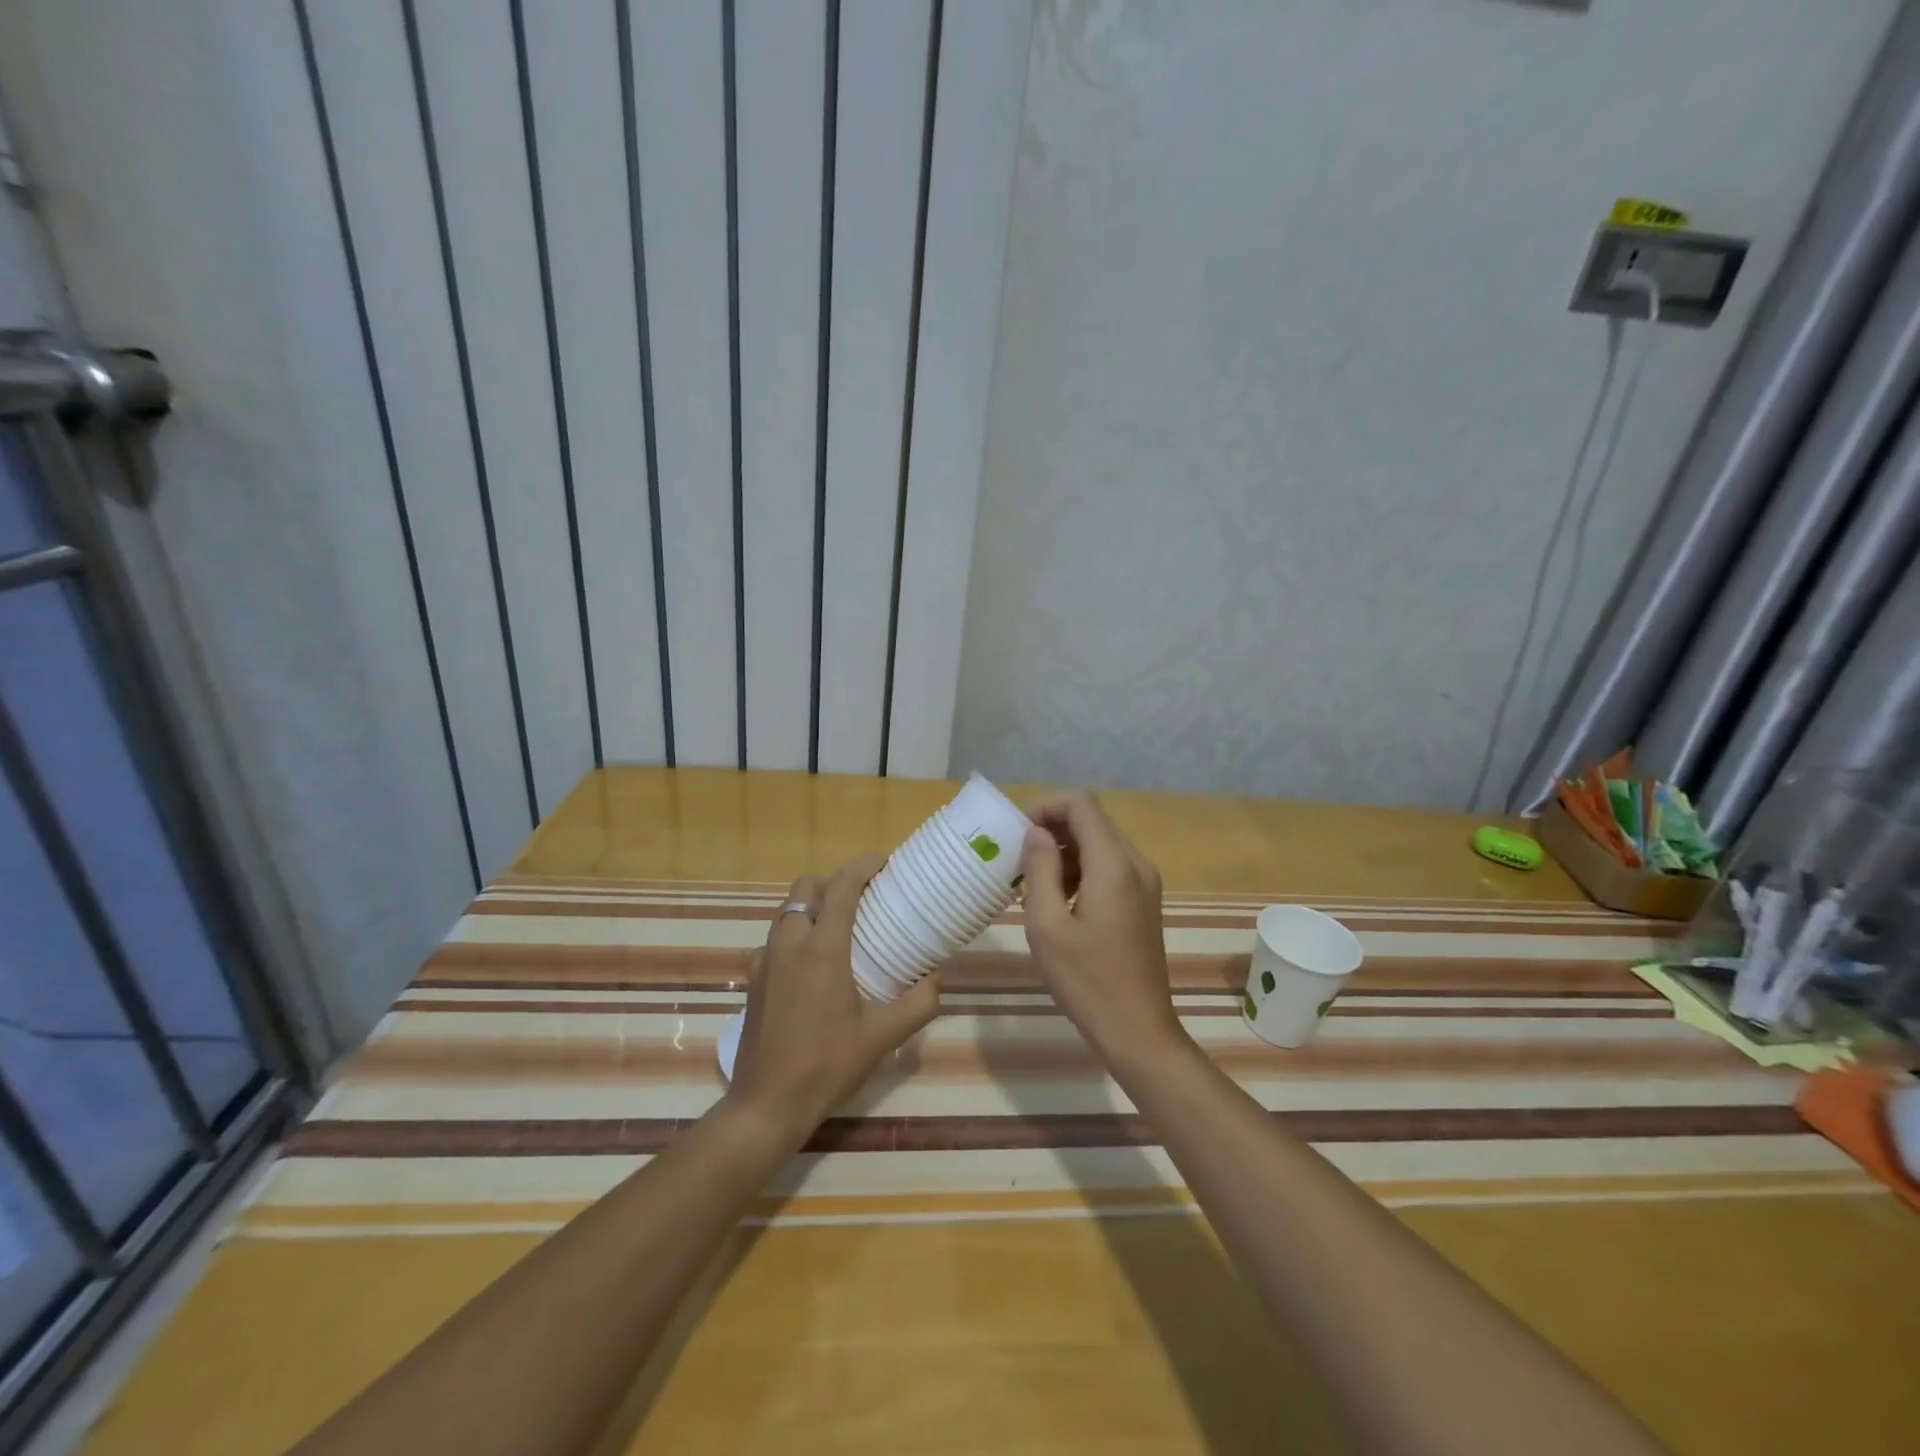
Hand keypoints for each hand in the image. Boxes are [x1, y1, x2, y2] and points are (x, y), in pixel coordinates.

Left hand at [726, 854, 939, 1134]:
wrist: (766, 1104)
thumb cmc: (827, 1065)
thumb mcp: (883, 1037)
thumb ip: (918, 1003)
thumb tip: (936, 977)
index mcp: (823, 949)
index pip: (841, 886)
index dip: (863, 865)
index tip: (885, 864)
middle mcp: (790, 943)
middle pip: (807, 887)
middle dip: (834, 881)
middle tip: (863, 898)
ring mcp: (765, 960)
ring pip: (788, 910)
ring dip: (814, 905)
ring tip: (841, 928)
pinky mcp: (753, 978)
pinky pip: (776, 937)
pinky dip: (797, 933)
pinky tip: (814, 965)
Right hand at [1022, 792, 1188, 1068]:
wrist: (1138, 1031)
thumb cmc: (1087, 981)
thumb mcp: (1047, 925)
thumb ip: (1040, 869)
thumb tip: (1037, 833)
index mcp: (1114, 864)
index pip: (1081, 804)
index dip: (1046, 807)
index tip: (1019, 836)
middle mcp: (1136, 864)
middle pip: (1092, 821)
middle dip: (1053, 831)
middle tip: (1020, 863)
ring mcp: (1145, 883)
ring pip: (1100, 844)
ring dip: (1066, 853)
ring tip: (1034, 887)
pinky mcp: (1145, 901)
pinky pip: (1110, 867)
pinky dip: (1082, 871)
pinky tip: (1060, 903)